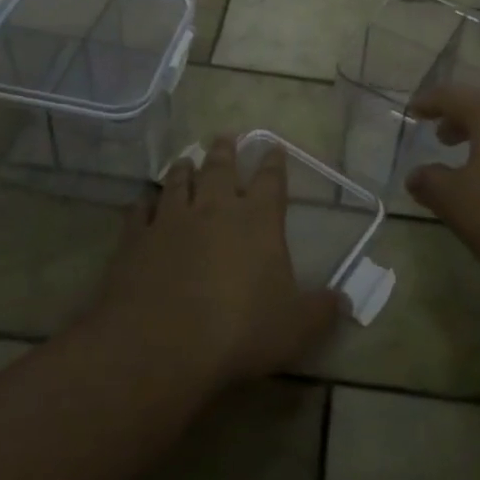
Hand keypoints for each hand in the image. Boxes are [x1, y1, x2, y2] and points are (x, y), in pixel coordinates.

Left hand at [93, 135, 344, 386]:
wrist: (159, 344)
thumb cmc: (239, 331)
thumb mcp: (294, 328)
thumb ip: (320, 311)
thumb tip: (344, 301)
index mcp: (258, 219)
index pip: (271, 180)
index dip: (274, 163)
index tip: (275, 147)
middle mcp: (215, 207)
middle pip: (220, 168)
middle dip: (225, 150)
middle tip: (225, 136)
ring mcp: (171, 219)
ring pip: (178, 181)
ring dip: (183, 168)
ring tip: (186, 159)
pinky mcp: (136, 239)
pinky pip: (140, 211)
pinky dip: (144, 203)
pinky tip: (144, 201)